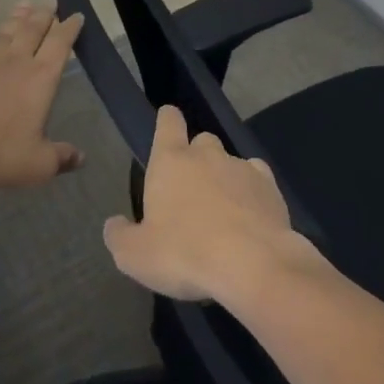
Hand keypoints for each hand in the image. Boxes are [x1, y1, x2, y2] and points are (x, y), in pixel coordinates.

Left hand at [0, 0, 86, 193]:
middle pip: (33, 29)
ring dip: (17, 17)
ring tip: (25, 4)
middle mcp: (16, 63)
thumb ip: (61, 158)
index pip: (60, 44)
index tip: (76, 15)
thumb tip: (81, 158)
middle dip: (45, 13)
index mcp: (40, 79)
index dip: (70, 28)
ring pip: (6, 32)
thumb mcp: (38, 165)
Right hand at [103, 105, 321, 302]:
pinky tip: (249, 216)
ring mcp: (241, 167)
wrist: (253, 263)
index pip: (168, 122)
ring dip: (223, 179)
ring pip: (229, 162)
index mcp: (171, 161)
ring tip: (222, 212)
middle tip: (191, 192)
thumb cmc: (185, 254)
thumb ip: (120, 236)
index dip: (167, 120)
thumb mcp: (136, 256)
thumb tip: (114, 224)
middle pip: (201, 142)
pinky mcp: (269, 185)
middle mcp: (207, 154)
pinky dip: (251, 192)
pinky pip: (256, 179)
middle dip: (196, 159)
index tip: (168, 121)